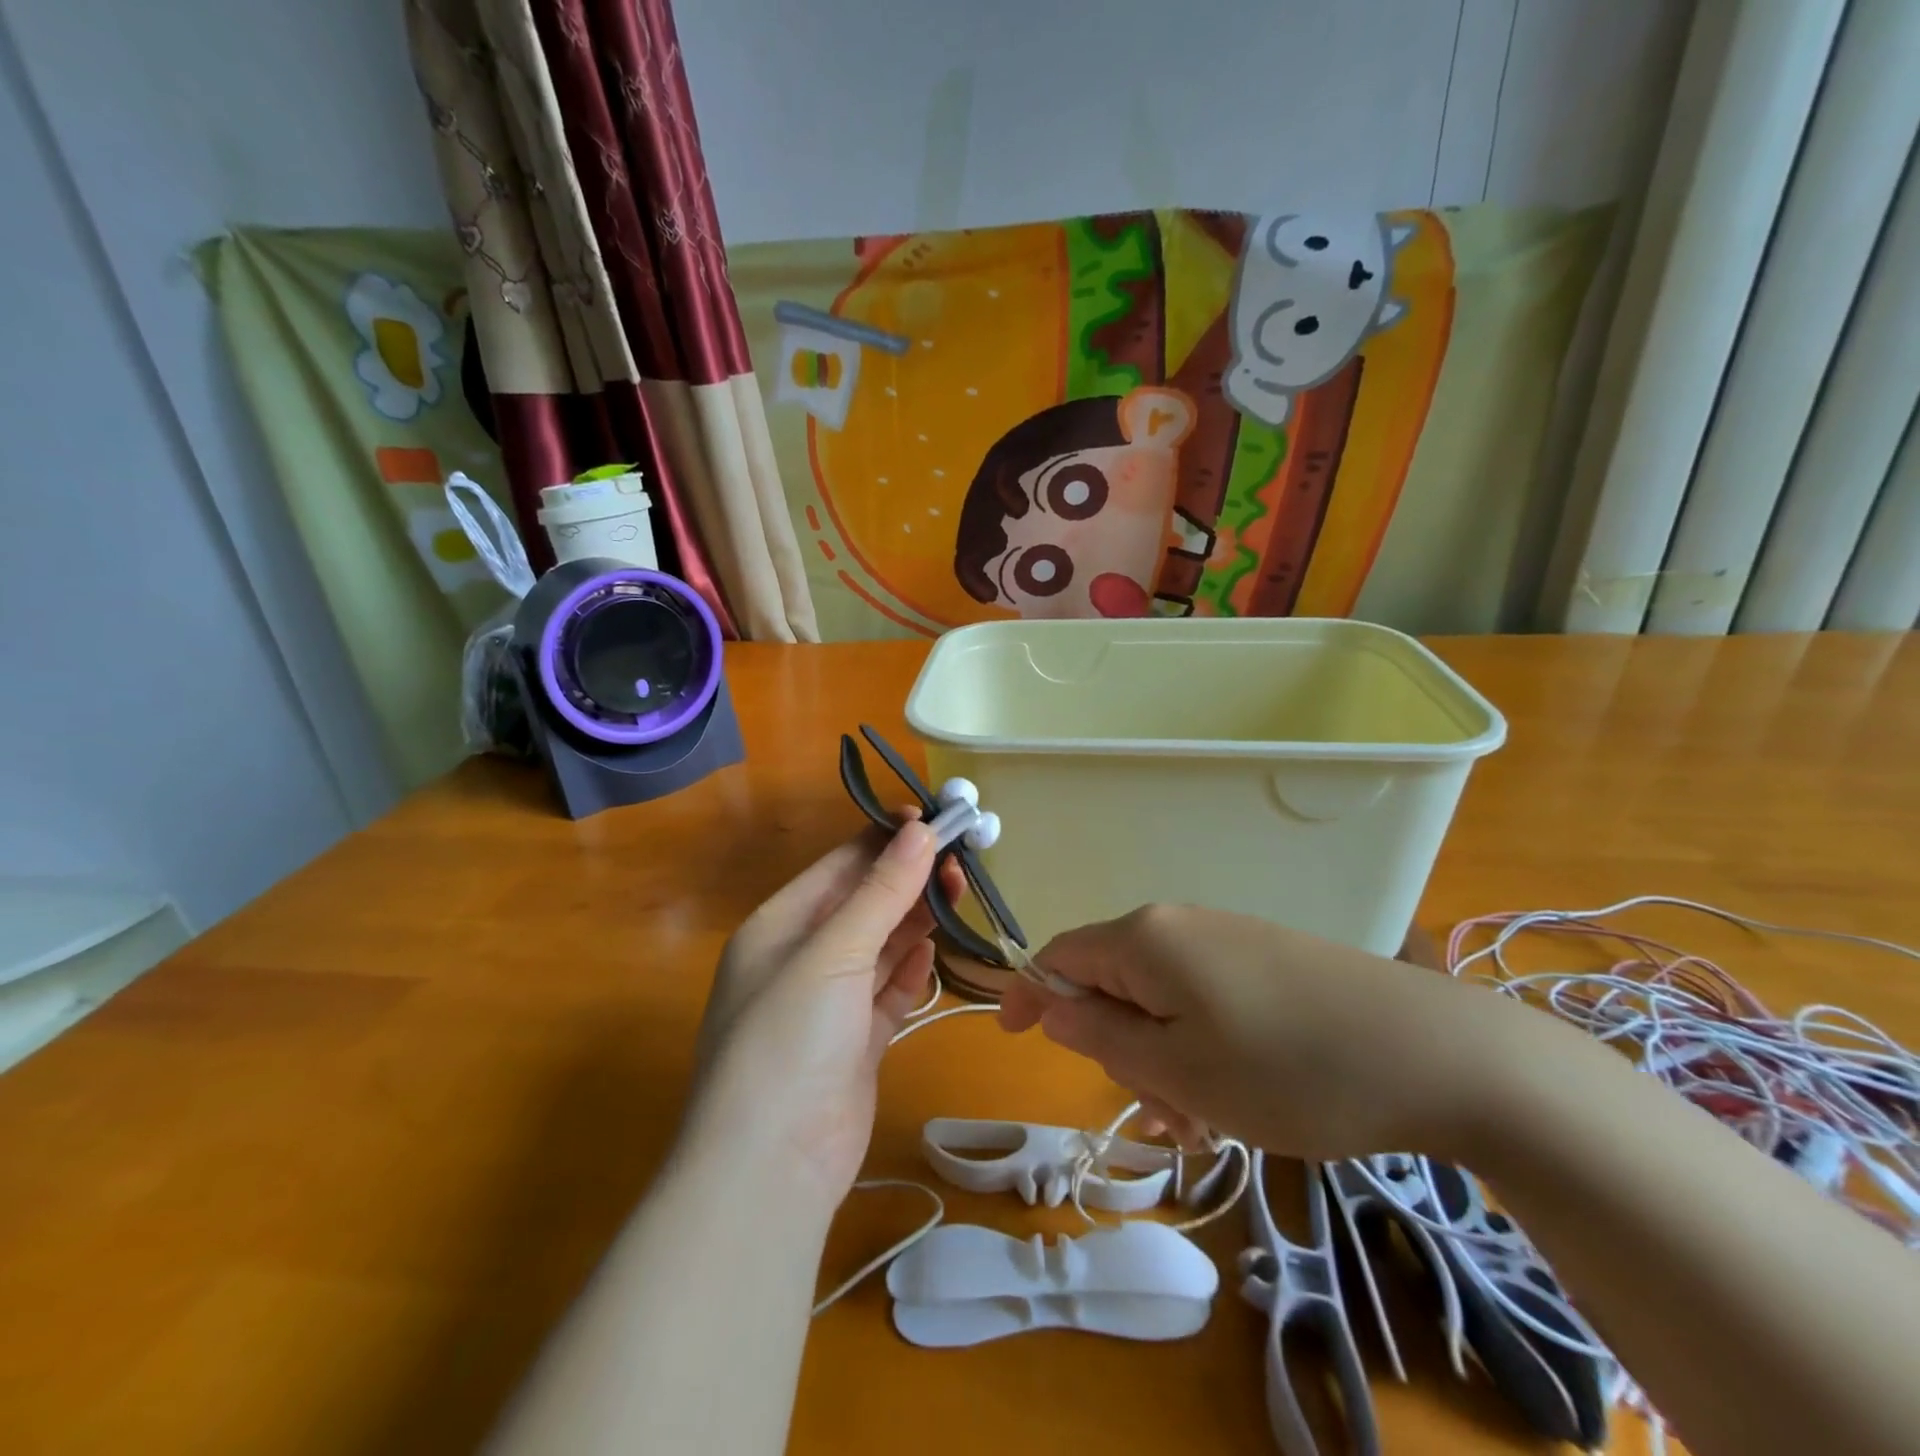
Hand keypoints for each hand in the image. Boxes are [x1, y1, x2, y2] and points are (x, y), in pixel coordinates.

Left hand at [685, 819, 963, 1207]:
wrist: (770, 1168)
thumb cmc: (789, 1038)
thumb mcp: (834, 952)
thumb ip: (882, 892)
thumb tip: (921, 830)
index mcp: (778, 926)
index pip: (839, 866)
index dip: (886, 840)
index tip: (936, 821)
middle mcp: (799, 958)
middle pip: (863, 904)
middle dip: (908, 881)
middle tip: (960, 864)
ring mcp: (827, 1004)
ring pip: (879, 946)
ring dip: (914, 922)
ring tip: (957, 896)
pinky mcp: (854, 1043)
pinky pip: (886, 992)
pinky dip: (909, 972)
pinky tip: (932, 956)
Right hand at [998, 904, 1512, 1160]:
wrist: (1436, 1053)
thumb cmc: (1287, 1068)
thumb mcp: (1178, 1069)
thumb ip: (1102, 1036)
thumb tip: (1054, 1007)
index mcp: (1145, 938)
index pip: (1061, 956)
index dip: (1030, 995)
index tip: (1011, 1037)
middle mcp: (1180, 925)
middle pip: (1113, 983)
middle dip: (1118, 1049)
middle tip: (1160, 1115)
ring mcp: (1228, 940)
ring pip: (1162, 1002)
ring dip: (1164, 1061)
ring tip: (1209, 1123)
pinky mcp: (1267, 960)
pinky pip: (1206, 1002)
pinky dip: (1201, 1049)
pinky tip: (1240, 1097)